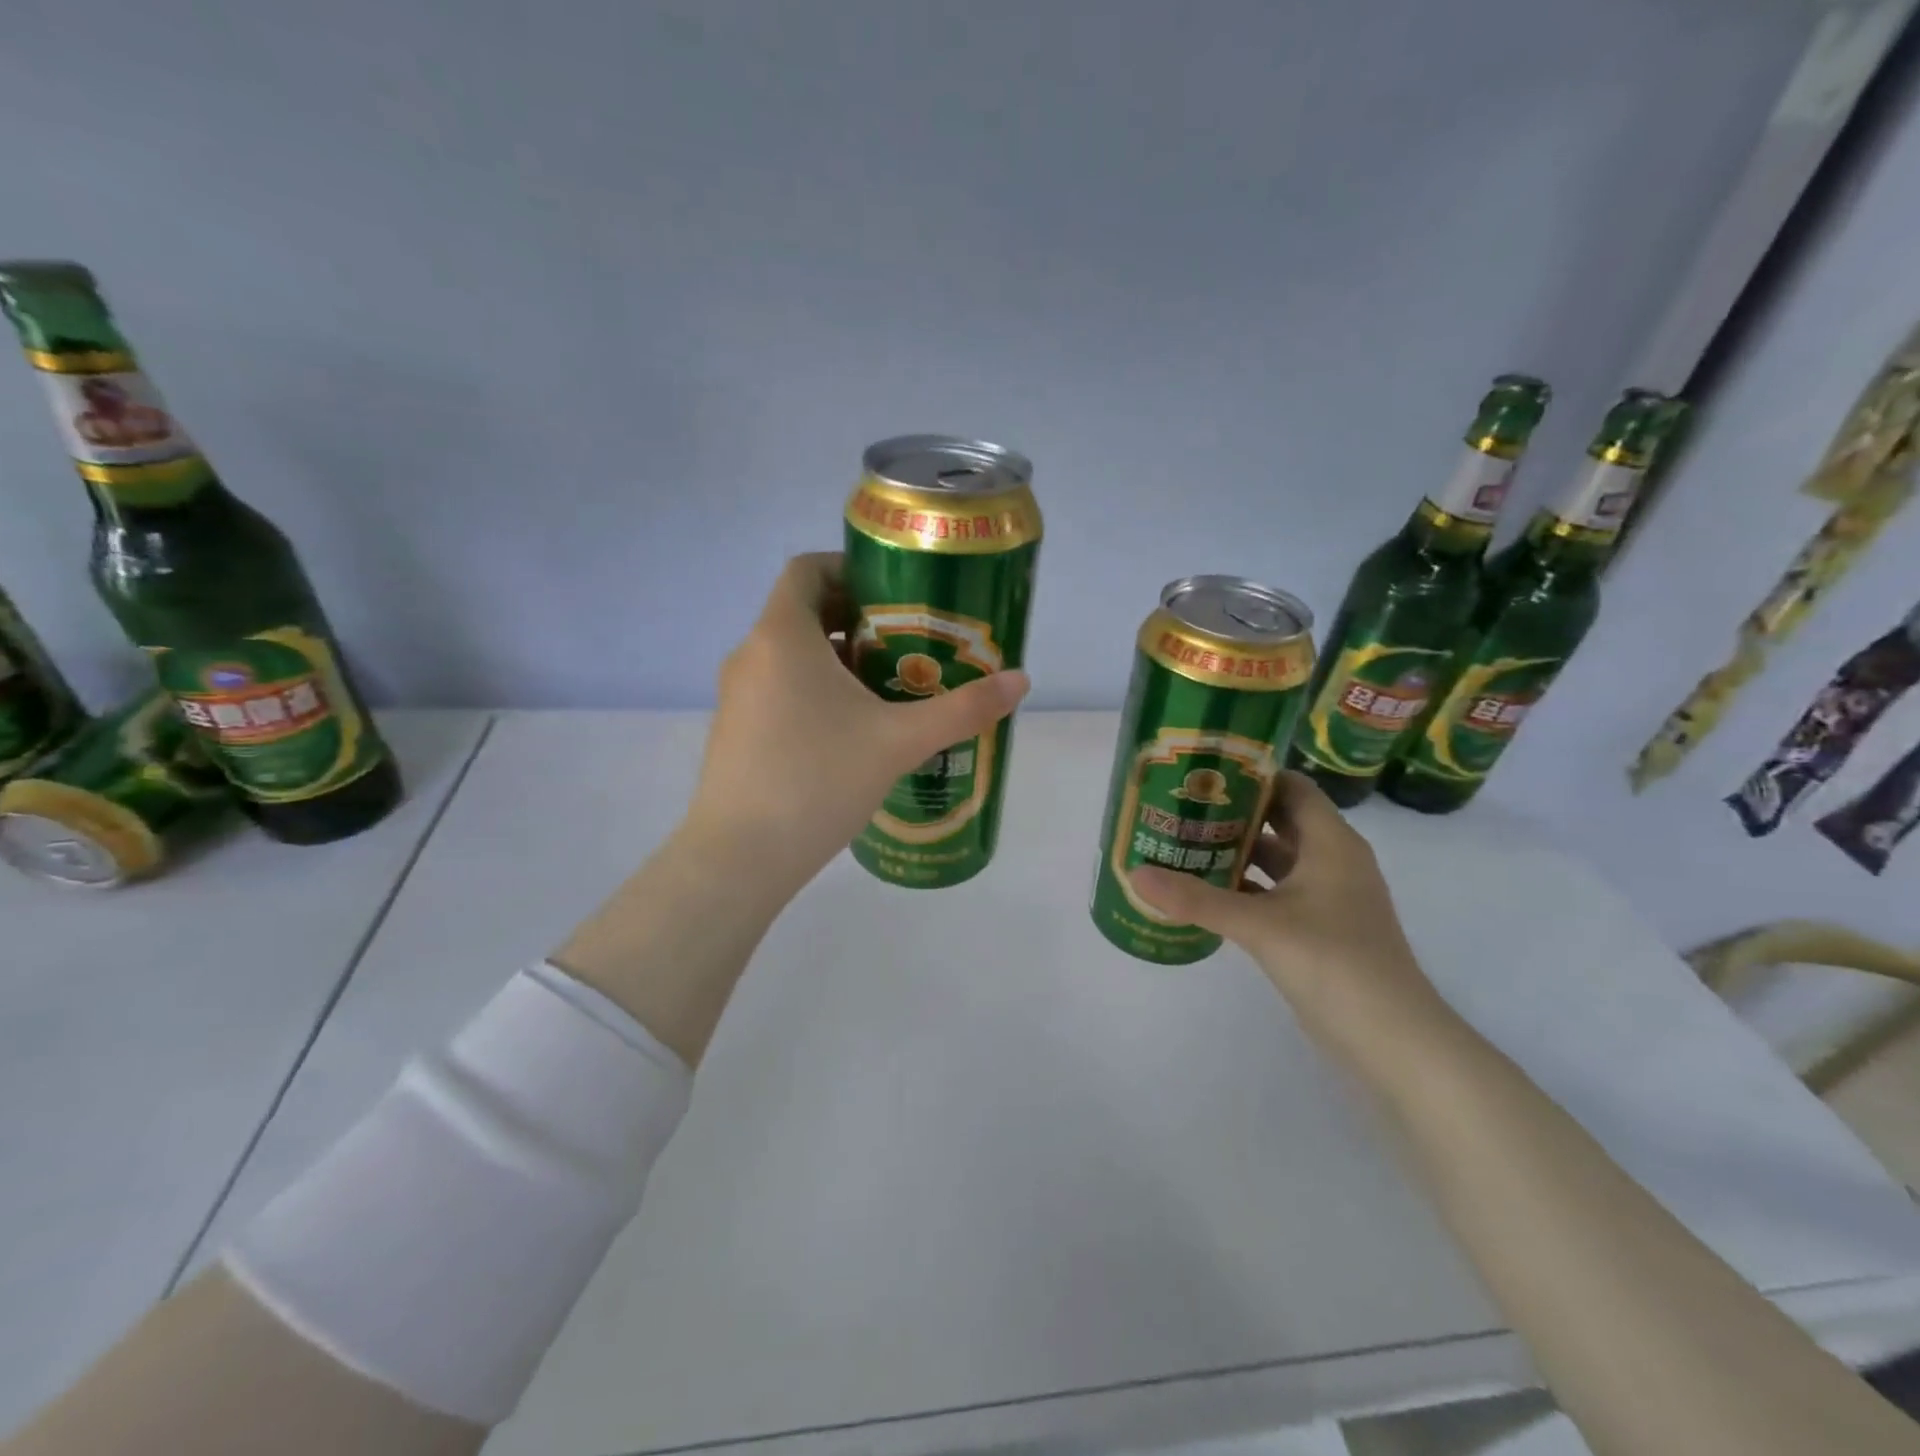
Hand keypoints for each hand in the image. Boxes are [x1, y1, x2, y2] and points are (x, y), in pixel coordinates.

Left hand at [686, 553, 1029, 895]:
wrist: (741, 857)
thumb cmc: (818, 780)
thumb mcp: (900, 741)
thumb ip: (963, 708)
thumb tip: (1021, 680)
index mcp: (782, 636)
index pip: (807, 569)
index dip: (850, 567)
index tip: (895, 592)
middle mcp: (751, 655)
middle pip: (804, 612)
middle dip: (857, 619)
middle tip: (909, 642)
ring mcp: (736, 696)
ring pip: (791, 656)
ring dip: (839, 660)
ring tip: (890, 687)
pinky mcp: (735, 732)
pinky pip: (779, 690)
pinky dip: (815, 691)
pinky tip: (853, 732)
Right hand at [1129, 772, 1444, 1048]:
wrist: (1390, 1039)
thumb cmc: (1332, 962)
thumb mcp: (1259, 925)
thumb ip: (1196, 899)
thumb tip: (1136, 874)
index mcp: (1331, 843)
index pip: (1292, 788)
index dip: (1251, 775)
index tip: (1203, 773)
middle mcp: (1333, 861)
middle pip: (1280, 821)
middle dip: (1233, 813)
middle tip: (1182, 806)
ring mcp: (1328, 897)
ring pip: (1276, 859)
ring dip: (1236, 851)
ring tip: (1184, 843)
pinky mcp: (1319, 928)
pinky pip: (1276, 892)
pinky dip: (1245, 887)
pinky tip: (1206, 892)